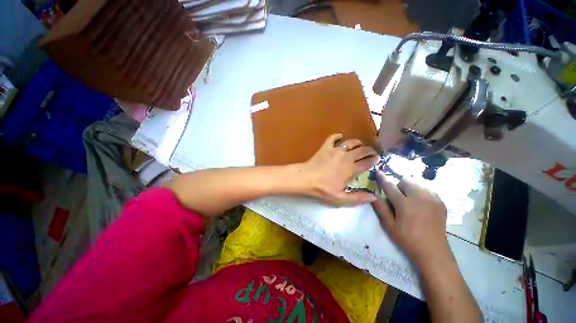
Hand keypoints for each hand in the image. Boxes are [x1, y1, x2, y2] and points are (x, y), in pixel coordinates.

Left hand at [301, 134, 379, 205]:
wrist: (306, 178)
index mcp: (351, 169)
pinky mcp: (325, 147)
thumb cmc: (322, 189)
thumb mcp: (340, 198)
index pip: (367, 162)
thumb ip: (358, 198)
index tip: (378, 159)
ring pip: (351, 142)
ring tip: (359, 145)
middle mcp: (346, 157)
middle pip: (362, 150)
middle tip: (372, 152)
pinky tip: (340, 137)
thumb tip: (374, 196)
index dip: (374, 160)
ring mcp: (335, 150)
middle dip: (370, 150)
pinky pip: (333, 138)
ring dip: (357, 143)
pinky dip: (338, 136)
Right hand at [371, 171, 448, 266]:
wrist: (433, 251)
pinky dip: (420, 192)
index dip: (382, 178)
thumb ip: (380, 208)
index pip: (390, 186)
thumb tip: (372, 194)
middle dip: (399, 186)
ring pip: (417, 183)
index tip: (377, 172)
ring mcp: (432, 199)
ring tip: (410, 200)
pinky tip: (420, 204)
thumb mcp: (389, 225)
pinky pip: (427, 189)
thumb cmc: (407, 239)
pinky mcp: (440, 202)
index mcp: (405, 204)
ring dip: (409, 188)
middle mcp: (419, 198)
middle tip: (398, 198)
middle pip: (405, 181)